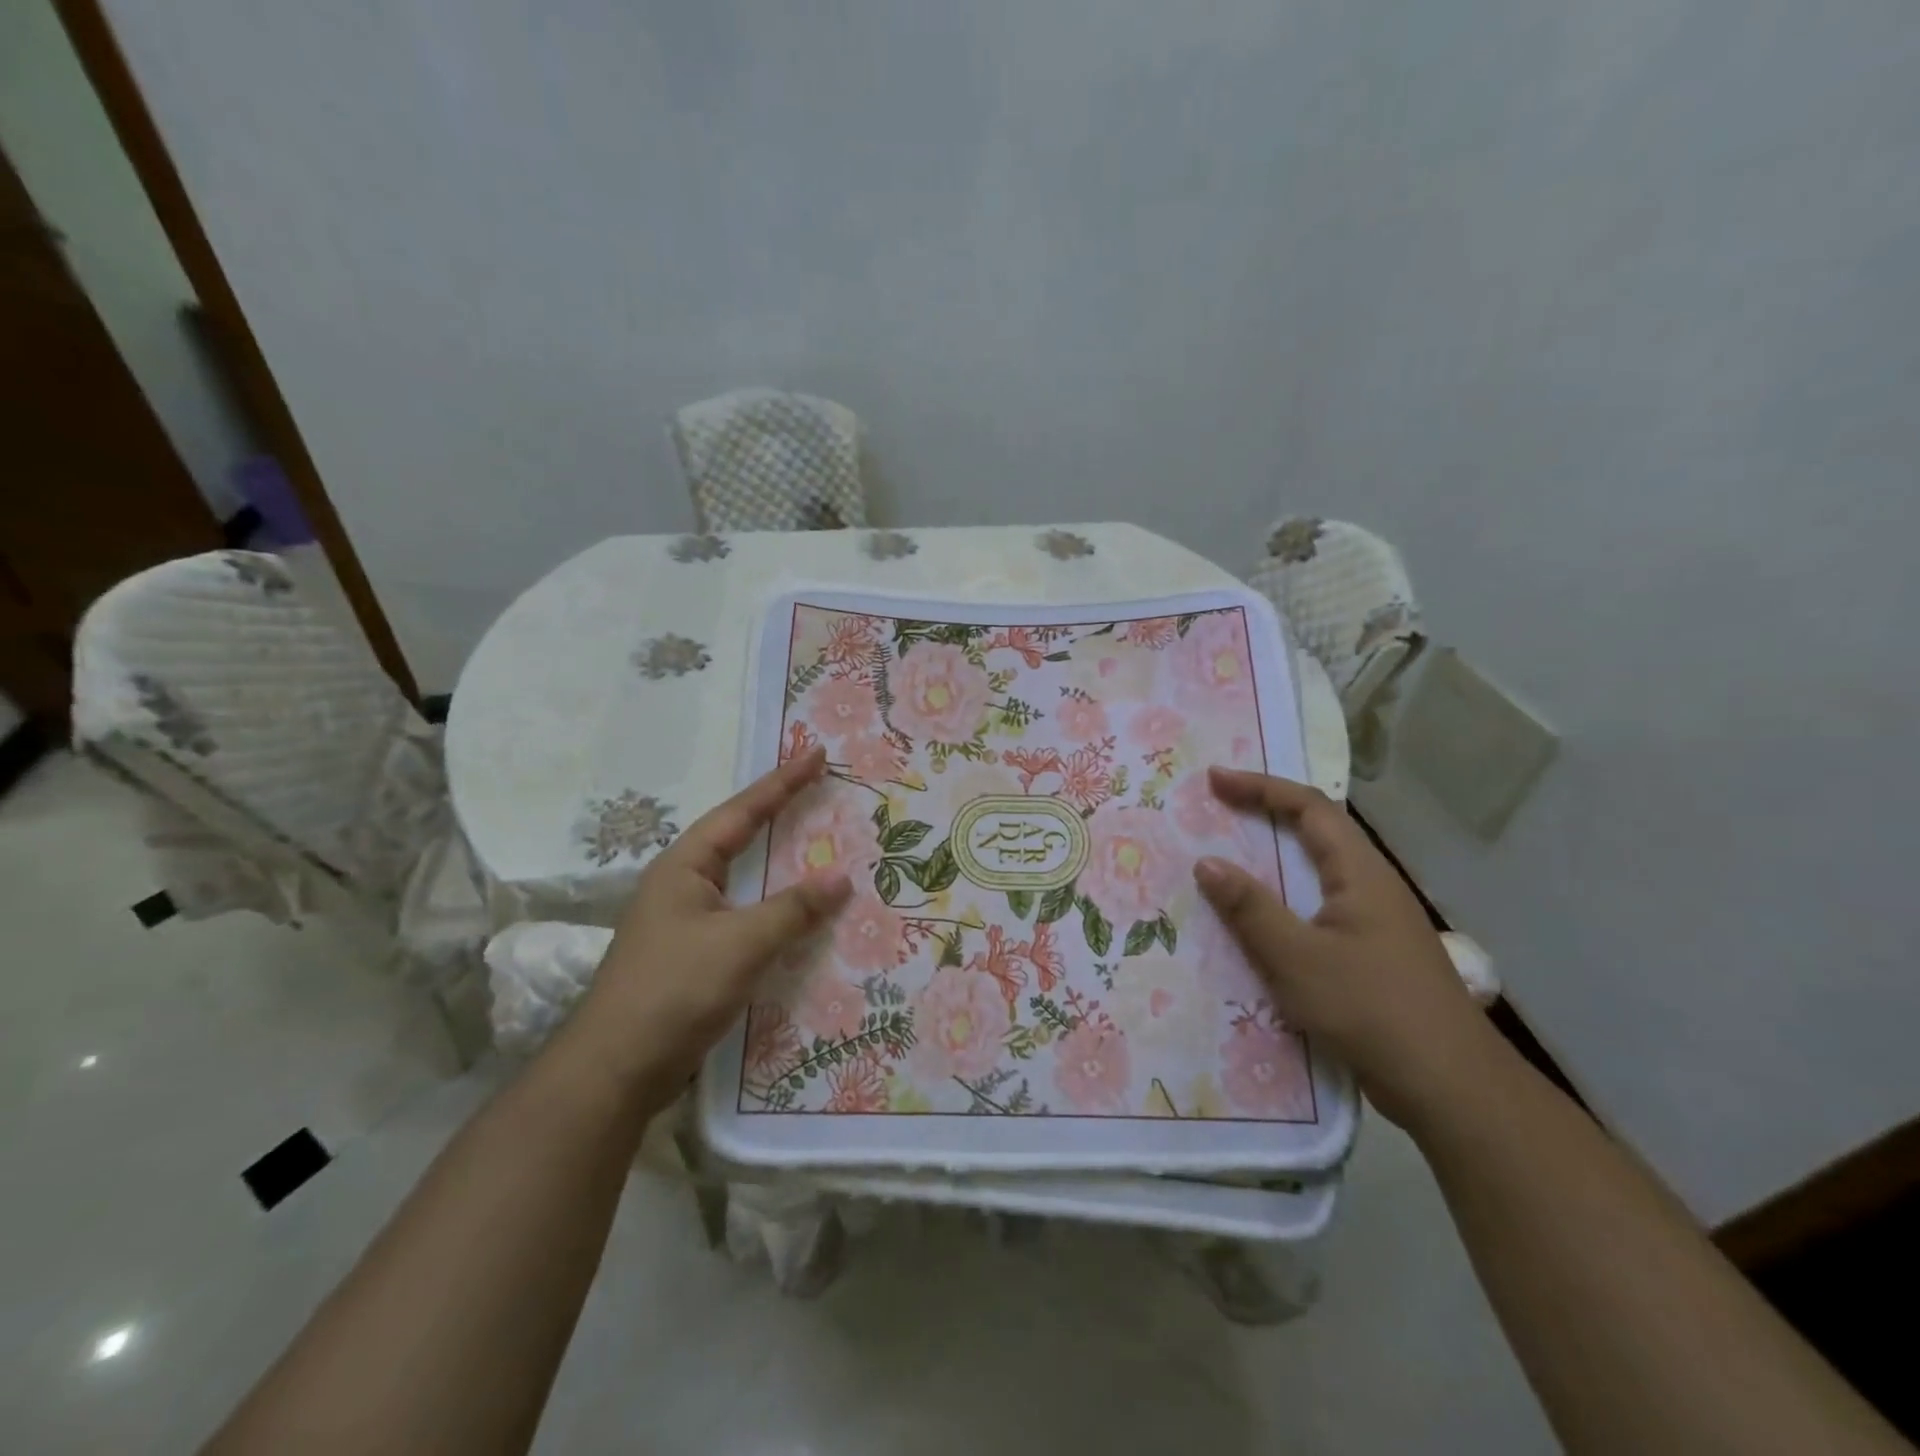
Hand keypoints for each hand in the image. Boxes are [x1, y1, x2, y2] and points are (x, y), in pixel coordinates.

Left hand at [566, 748, 851, 1098]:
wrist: (615, 1070)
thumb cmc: (674, 990)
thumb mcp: (740, 943)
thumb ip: (793, 908)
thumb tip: (841, 877)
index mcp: (685, 866)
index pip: (742, 812)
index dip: (782, 782)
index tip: (816, 754)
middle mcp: (683, 884)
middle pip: (739, 836)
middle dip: (779, 812)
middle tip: (819, 789)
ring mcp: (685, 921)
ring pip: (742, 878)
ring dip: (779, 861)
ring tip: (817, 842)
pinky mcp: (693, 955)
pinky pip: (744, 914)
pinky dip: (773, 904)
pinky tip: (796, 913)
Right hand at [1192, 767, 1495, 1128]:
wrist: (1450, 1088)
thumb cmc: (1371, 1010)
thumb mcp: (1297, 958)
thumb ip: (1249, 908)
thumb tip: (1206, 862)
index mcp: (1360, 873)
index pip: (1309, 808)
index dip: (1260, 787)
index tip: (1214, 781)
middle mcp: (1371, 886)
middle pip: (1316, 832)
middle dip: (1265, 813)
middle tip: (1216, 810)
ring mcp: (1375, 922)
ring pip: (1317, 872)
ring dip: (1272, 859)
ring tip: (1227, 858)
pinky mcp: (1372, 954)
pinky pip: (1317, 907)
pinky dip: (1282, 899)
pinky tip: (1259, 922)